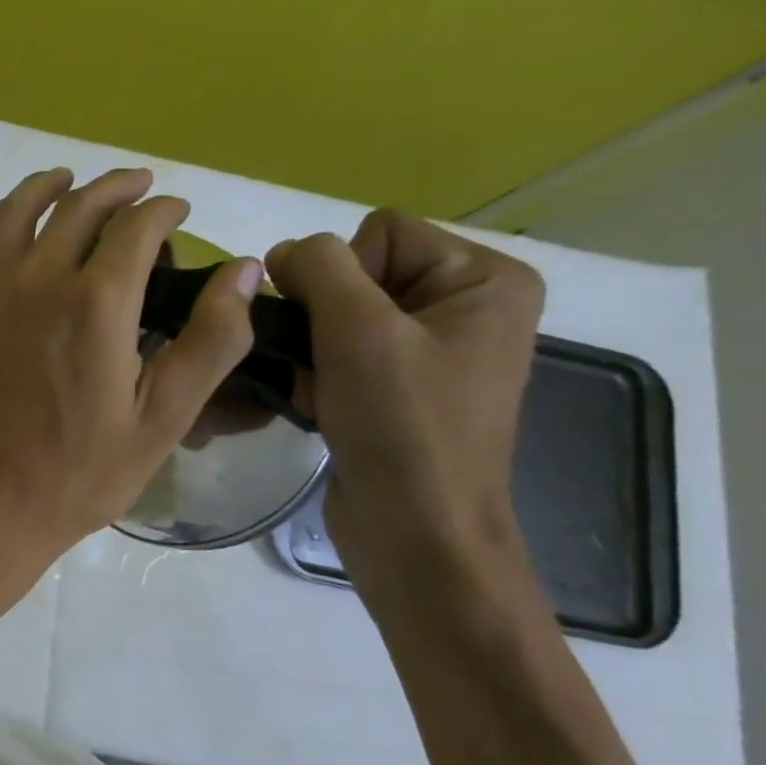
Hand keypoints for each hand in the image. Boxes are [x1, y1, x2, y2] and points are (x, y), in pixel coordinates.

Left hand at [0, 167, 263, 567]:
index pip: (137, 227)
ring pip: (15, 212)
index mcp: (97, 303)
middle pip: (78, 208)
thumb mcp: (161, 420)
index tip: (178, 212)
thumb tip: (244, 269)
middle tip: (137, 189)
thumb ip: (210, 342)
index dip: (163, 211)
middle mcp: (36, 280)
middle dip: (115, 189)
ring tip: (68, 180)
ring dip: (47, 187)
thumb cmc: (77, 473)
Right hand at [266, 211, 543, 591]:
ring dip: (312, 351)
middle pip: (357, 273)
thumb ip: (318, 269)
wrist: (415, 532)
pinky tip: (318, 406)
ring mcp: (432, 351)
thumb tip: (282, 254)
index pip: (380, 232)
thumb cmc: (402, 427)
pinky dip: (318, 376)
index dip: (339, 275)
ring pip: (338, 317)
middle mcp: (465, 306)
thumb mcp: (359, 332)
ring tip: (319, 391)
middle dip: (322, 318)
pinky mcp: (400, 389)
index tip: (336, 331)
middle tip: (323, 366)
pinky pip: (341, 354)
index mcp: (484, 279)